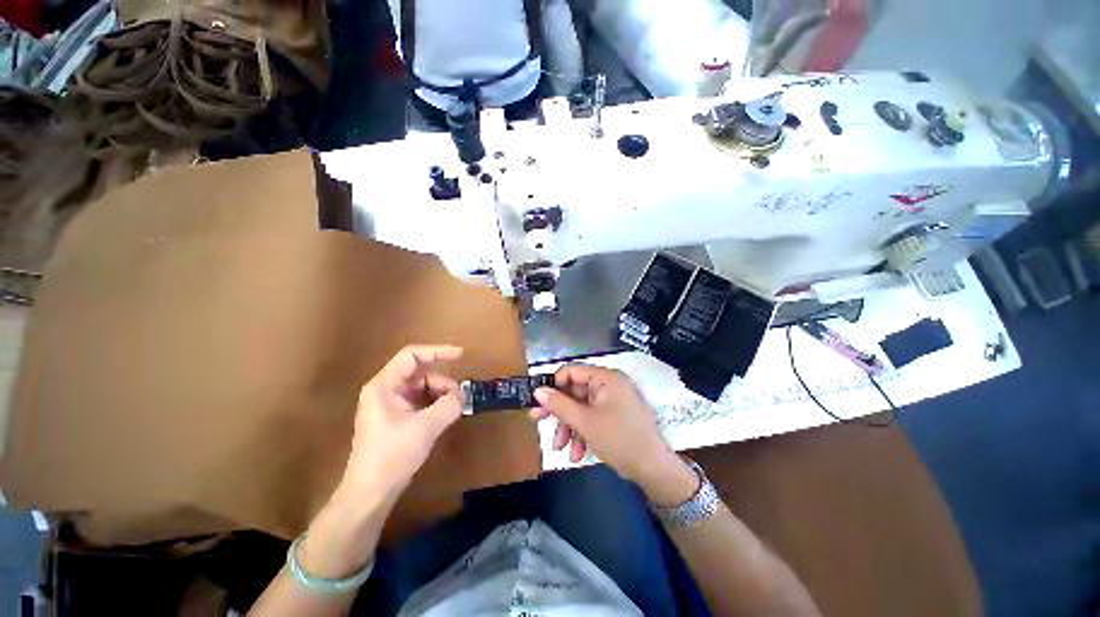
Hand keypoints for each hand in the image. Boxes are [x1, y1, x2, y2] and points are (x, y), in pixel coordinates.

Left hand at [340, 345, 464, 503]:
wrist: (370, 494)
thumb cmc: (392, 456)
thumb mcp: (425, 427)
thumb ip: (449, 405)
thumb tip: (462, 396)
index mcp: (384, 386)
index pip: (412, 356)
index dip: (437, 351)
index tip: (461, 355)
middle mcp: (386, 390)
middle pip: (419, 373)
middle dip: (442, 382)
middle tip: (458, 397)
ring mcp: (390, 405)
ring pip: (422, 387)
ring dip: (440, 394)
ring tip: (452, 411)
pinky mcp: (396, 418)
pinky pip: (420, 401)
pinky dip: (435, 405)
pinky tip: (444, 417)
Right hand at [531, 365, 694, 502]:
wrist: (654, 470)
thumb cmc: (619, 439)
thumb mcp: (585, 422)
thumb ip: (559, 405)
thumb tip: (537, 391)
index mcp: (606, 378)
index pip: (572, 371)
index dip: (554, 385)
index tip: (539, 401)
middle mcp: (609, 385)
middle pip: (575, 391)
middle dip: (559, 412)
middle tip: (537, 421)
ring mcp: (613, 401)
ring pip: (581, 408)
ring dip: (569, 427)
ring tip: (560, 448)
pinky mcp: (615, 416)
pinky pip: (592, 418)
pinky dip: (582, 433)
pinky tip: (577, 454)